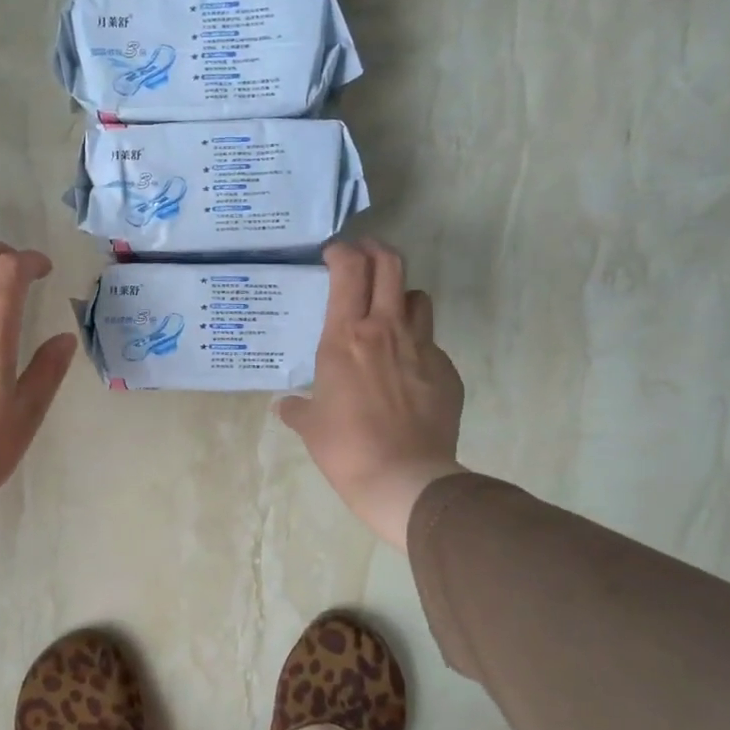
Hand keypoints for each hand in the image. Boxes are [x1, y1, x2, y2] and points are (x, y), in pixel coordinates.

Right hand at [278, 241, 465, 551]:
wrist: (404, 478)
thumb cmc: (346, 447)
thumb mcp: (311, 426)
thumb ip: (296, 409)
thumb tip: (283, 406)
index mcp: (346, 337)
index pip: (349, 270)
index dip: (342, 251)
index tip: (333, 253)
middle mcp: (387, 330)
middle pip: (391, 265)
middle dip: (376, 250)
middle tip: (364, 256)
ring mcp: (422, 349)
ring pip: (418, 299)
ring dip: (401, 297)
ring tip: (388, 313)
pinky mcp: (446, 371)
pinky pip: (431, 345)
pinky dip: (417, 347)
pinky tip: (406, 373)